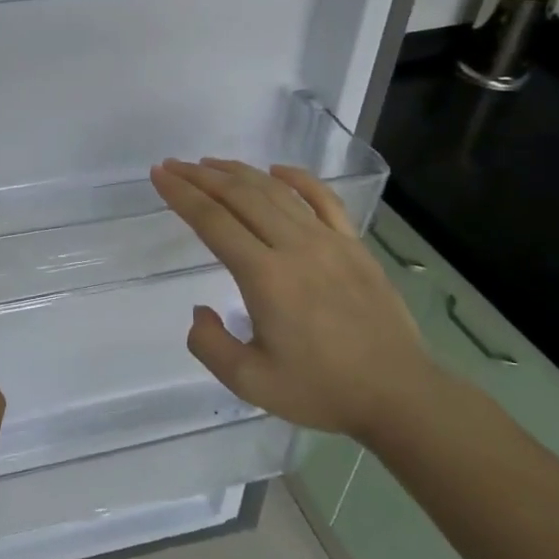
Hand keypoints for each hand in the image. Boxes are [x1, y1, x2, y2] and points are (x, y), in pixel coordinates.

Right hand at [149, 158, 437, 441]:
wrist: (399, 394)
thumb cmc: (322, 390)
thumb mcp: (251, 382)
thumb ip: (210, 346)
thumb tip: (200, 310)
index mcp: (265, 276)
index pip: (213, 221)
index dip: (182, 195)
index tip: (159, 175)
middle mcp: (294, 247)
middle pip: (240, 196)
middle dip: (201, 176)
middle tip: (174, 165)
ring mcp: (328, 241)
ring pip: (276, 192)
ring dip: (239, 173)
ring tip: (210, 164)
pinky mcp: (354, 245)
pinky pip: (323, 199)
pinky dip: (297, 179)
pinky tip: (277, 170)